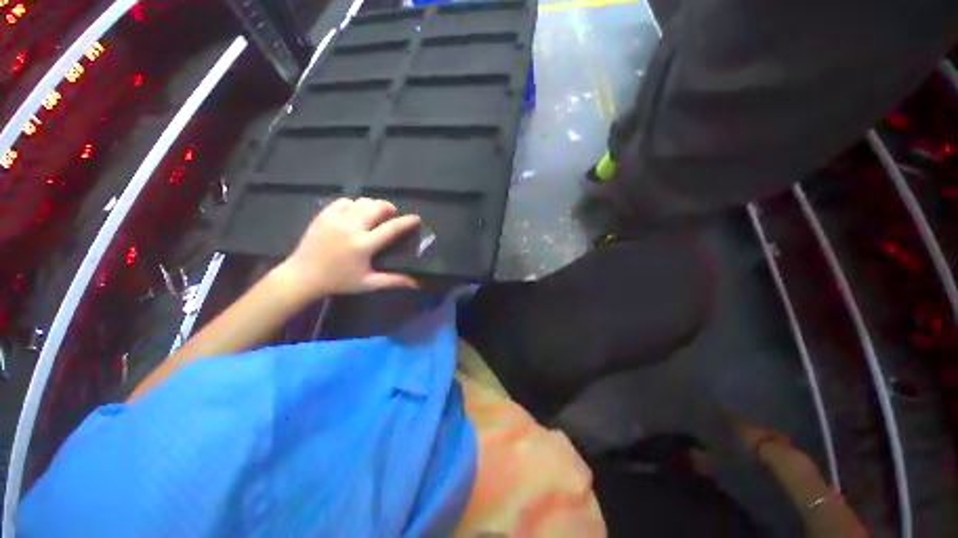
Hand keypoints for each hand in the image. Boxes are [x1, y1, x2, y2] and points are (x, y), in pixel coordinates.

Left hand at [274, 197, 420, 300]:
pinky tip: (355, 212)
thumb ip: (394, 281)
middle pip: (376, 207)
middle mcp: (351, 228)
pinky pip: (343, 202)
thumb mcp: (369, 283)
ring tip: (375, 213)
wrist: (303, 277)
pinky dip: (353, 204)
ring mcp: (335, 220)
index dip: (407, 221)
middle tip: (392, 215)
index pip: (391, 228)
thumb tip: (417, 283)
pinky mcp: (323, 216)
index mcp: (364, 245)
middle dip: (389, 208)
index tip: (416, 218)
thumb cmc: (339, 282)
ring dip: (373, 205)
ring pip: (361, 202)